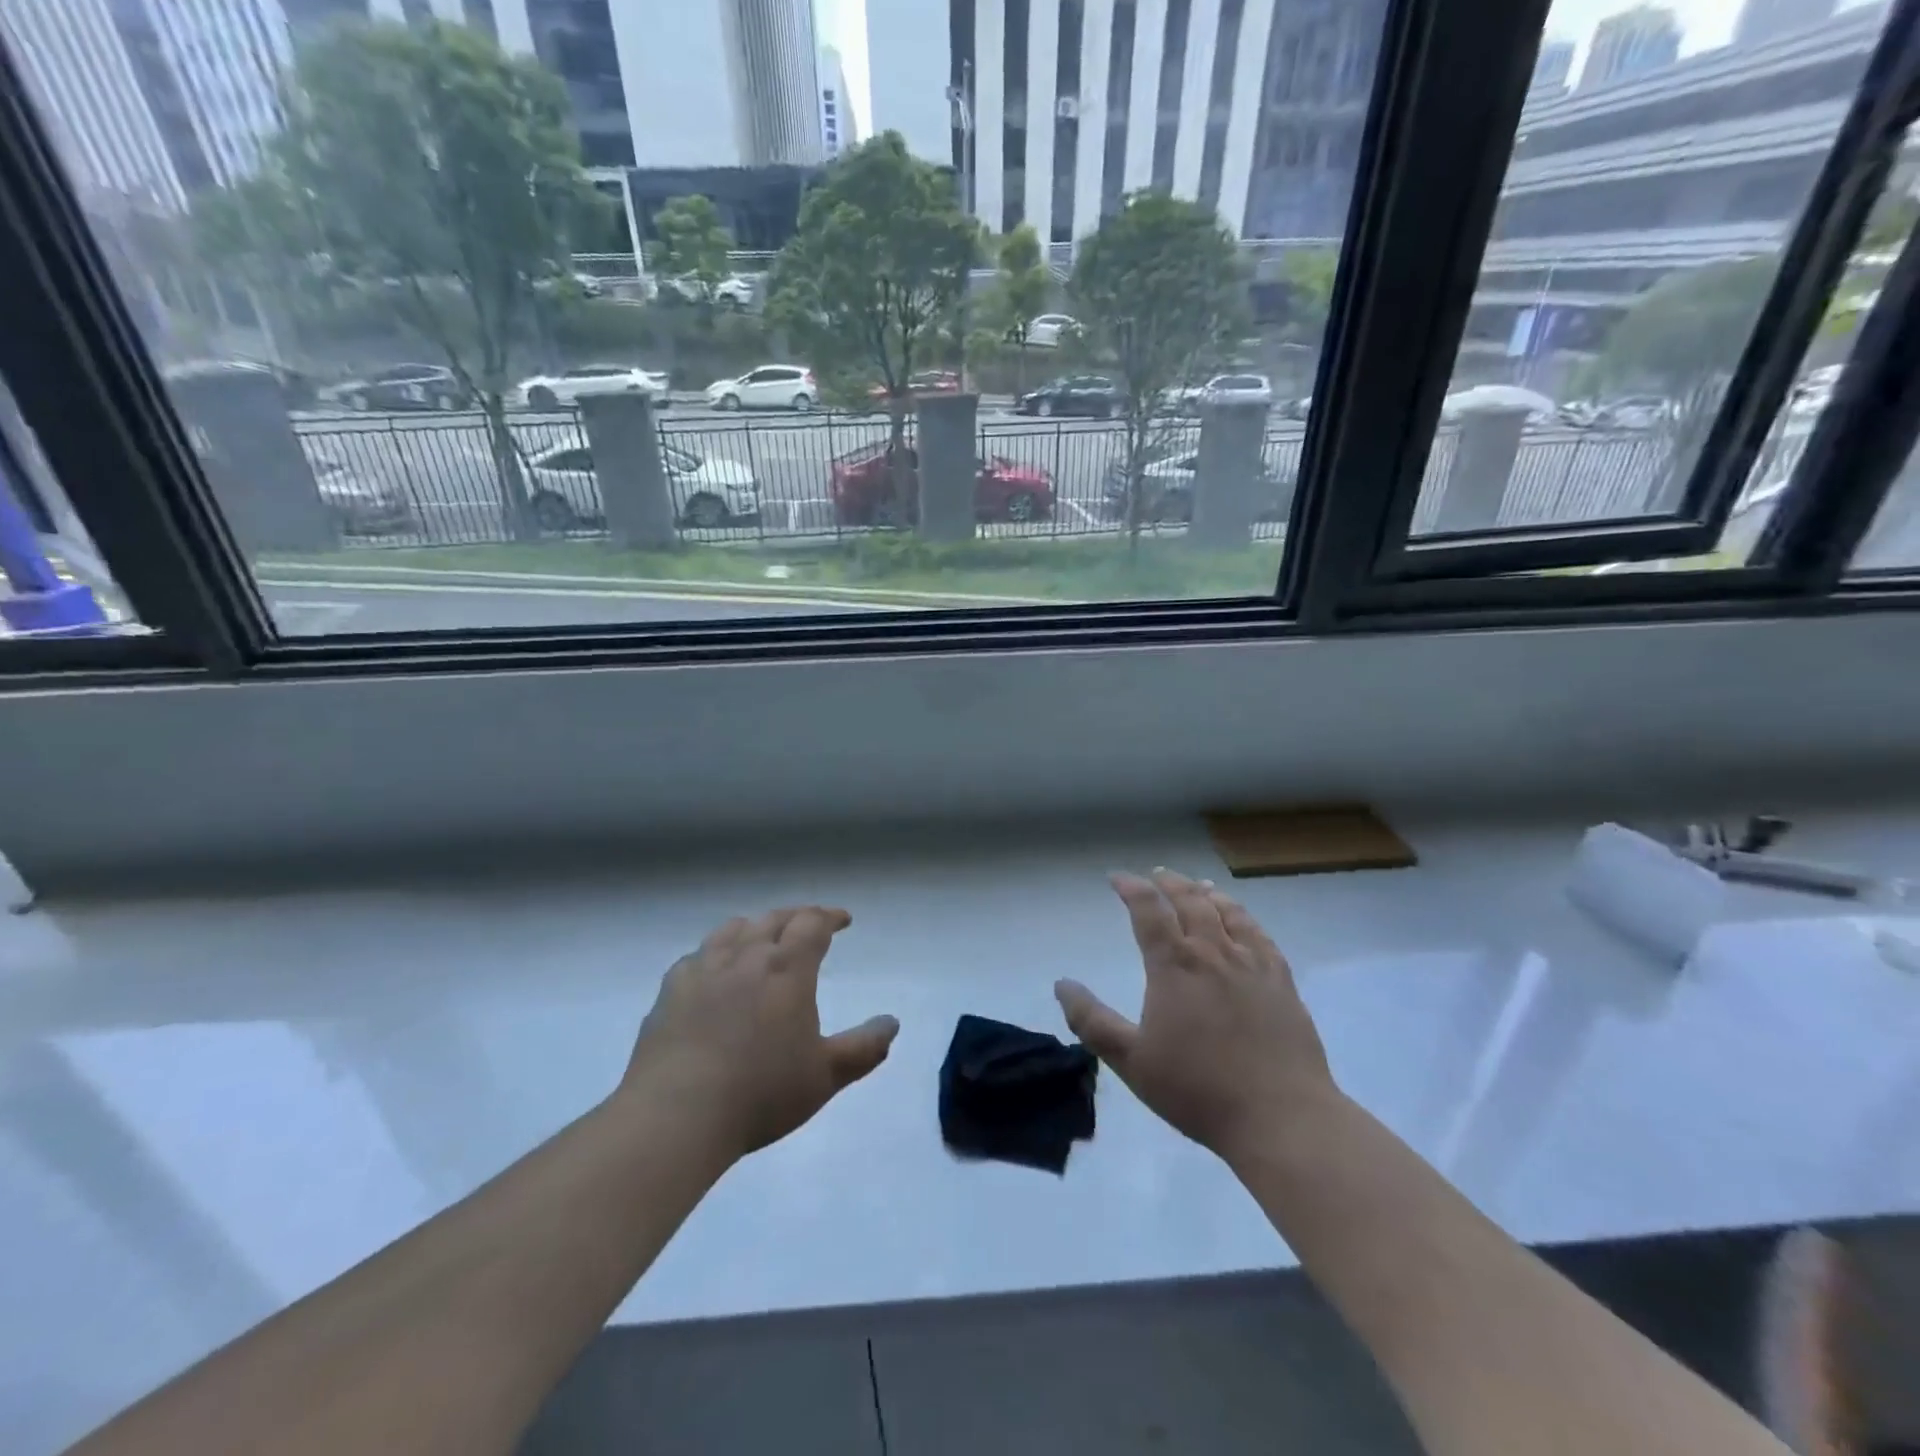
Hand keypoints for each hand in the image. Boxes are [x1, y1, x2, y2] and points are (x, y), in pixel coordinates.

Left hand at [621, 907, 898, 1161]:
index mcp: (787, 968)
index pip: (812, 923)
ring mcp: (703, 969)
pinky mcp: (670, 991)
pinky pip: (697, 956)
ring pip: (733, 929)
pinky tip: (713, 971)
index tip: (843, 919)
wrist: (676, 1114)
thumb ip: (864, 1048)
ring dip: (755, 927)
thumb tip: (892, 1023)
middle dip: (796, 917)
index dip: (830, 916)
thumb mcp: (825, 1076)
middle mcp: (746, 956)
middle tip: (809, 924)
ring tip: (762, 937)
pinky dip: (715, 953)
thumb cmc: (761, 1092)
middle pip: (774, 919)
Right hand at [1056, 869, 1336, 1162]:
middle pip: (1189, 901)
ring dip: (1206, 893)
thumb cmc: (1198, 1089)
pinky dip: (1244, 917)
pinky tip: (1242, 920)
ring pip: (1227, 912)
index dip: (1131, 888)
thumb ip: (1092, 1021)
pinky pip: (1260, 935)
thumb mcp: (1131, 1061)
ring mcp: (1252, 964)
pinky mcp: (1282, 982)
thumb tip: (1062, 984)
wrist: (1281, 1117)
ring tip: (1197, 885)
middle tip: (1156, 875)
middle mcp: (1212, 952)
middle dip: (1168, 883)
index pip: (1148, 910)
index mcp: (1174, 966)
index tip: (1117, 878)